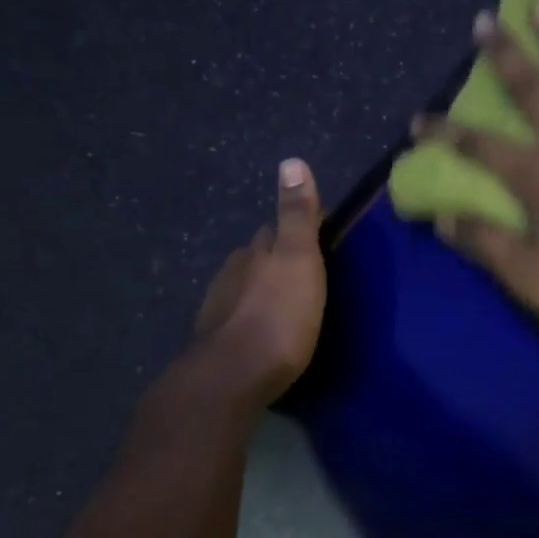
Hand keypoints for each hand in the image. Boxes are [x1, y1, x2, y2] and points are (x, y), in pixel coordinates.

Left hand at [186, 158, 326, 405]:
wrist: (232, 377)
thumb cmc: (278, 316)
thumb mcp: (299, 260)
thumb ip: (296, 215)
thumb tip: (291, 160)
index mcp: (256, 251)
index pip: (276, 228)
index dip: (298, 229)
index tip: (322, 238)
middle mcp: (233, 271)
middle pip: (258, 256)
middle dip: (278, 257)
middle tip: (309, 271)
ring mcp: (220, 306)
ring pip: (246, 286)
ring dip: (265, 288)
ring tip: (290, 302)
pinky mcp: (216, 339)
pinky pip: (239, 316)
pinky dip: (254, 316)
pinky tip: (265, 330)